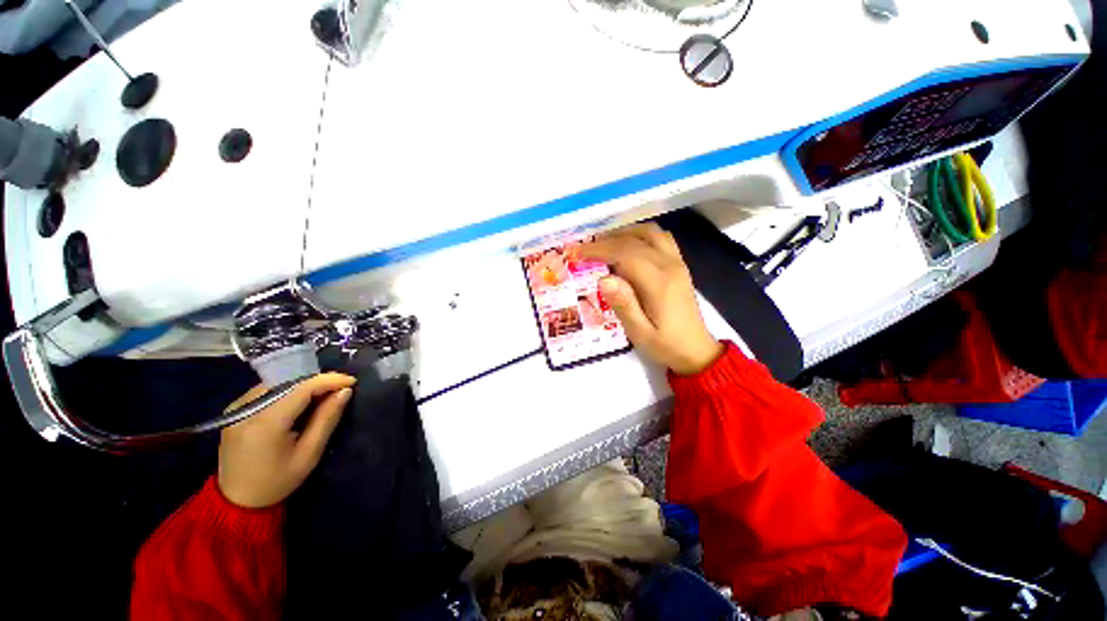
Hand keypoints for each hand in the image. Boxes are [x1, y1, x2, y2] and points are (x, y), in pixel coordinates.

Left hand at [218, 373, 355, 508]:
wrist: (236, 502)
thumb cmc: (277, 482)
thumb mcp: (309, 454)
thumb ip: (327, 419)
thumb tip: (345, 391)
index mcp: (266, 423)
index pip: (302, 388)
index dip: (329, 380)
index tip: (352, 381)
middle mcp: (247, 409)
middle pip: (289, 383)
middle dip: (318, 382)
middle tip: (340, 389)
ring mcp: (236, 408)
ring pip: (278, 384)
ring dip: (303, 386)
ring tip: (322, 396)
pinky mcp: (234, 410)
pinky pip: (266, 391)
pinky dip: (287, 392)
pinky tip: (298, 403)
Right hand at [581, 223, 723, 374]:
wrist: (696, 350)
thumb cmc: (665, 345)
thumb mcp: (639, 333)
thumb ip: (623, 305)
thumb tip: (603, 279)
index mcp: (658, 282)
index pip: (624, 253)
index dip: (598, 249)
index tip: (576, 252)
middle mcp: (669, 265)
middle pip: (634, 239)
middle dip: (605, 240)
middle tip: (583, 248)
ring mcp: (677, 262)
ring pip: (649, 232)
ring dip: (624, 232)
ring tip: (603, 243)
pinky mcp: (679, 265)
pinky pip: (660, 238)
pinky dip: (639, 235)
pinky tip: (627, 246)